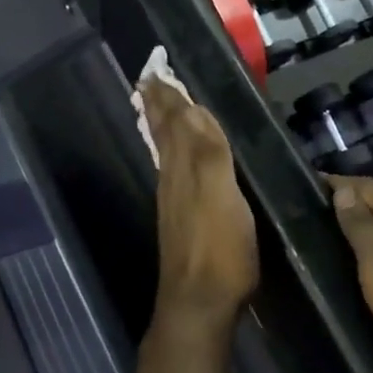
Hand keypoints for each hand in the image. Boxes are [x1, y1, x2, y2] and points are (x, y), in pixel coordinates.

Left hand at [142, 80, 258, 324]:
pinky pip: (171, 171)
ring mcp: (173, 200)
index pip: (174, 121)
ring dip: (162, 125)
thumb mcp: (222, 196)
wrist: (198, 303)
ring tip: (157, 106)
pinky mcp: (180, 220)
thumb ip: (209, 153)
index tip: (155, 69)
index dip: (168, 96)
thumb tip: (193, 108)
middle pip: (164, 133)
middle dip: (159, 105)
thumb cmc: (219, 249)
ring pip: (165, 151)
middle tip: (150, 79)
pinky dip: (169, 151)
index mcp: (183, 168)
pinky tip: (172, 157)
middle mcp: (172, 178)